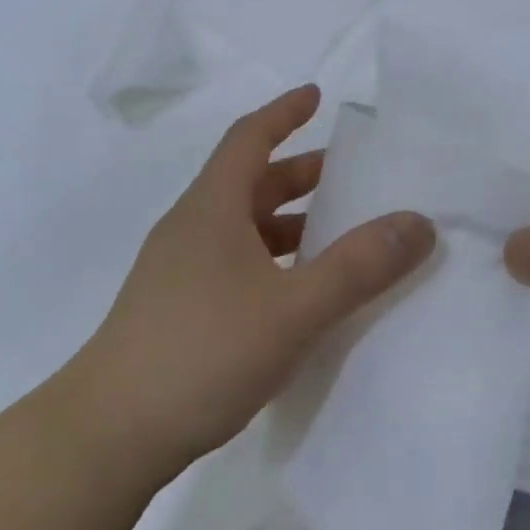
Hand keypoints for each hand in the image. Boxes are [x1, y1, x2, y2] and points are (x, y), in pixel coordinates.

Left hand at [74, 85, 435, 471]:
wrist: (110, 433)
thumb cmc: (204, 352)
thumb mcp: (294, 308)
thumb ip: (359, 266)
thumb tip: (419, 222)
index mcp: (211, 208)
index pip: (249, 138)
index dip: (283, 112)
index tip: (317, 96)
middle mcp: (191, 229)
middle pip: (249, 183)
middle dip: (300, 174)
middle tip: (350, 178)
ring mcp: (178, 272)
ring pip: (242, 228)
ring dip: (288, 224)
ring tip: (337, 237)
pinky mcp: (176, 310)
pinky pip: (235, 265)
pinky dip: (272, 263)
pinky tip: (298, 296)